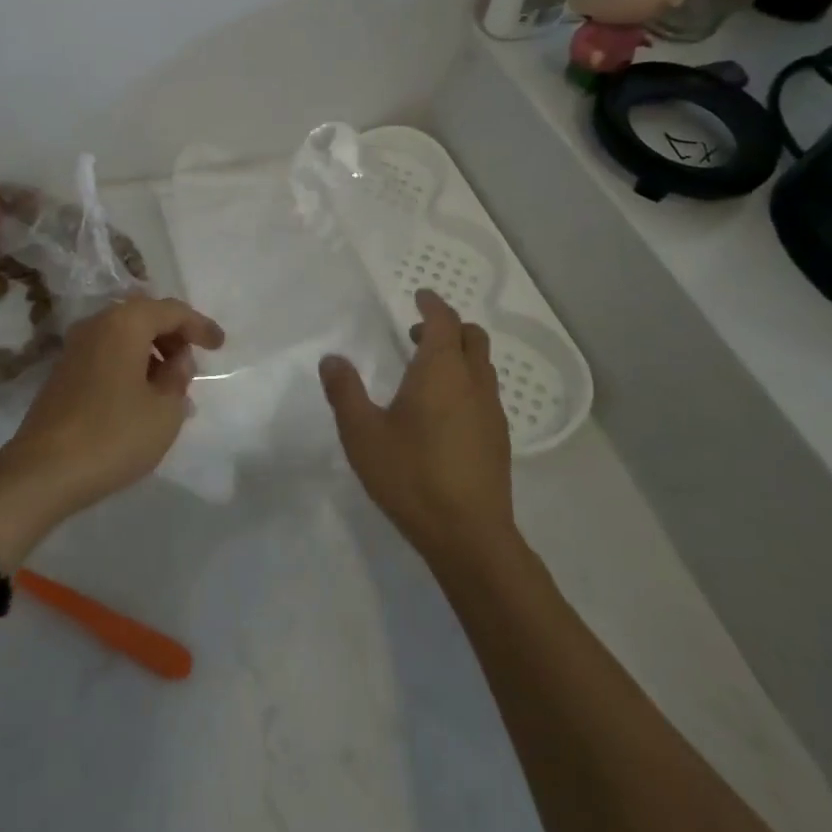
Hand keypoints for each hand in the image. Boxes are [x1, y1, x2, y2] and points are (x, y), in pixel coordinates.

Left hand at [0, 296, 223, 564]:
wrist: (42, 472)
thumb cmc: (113, 435)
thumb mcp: (164, 411)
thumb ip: (178, 377)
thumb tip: (175, 360)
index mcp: (125, 323)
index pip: (171, 311)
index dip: (199, 325)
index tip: (220, 345)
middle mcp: (97, 324)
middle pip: (144, 316)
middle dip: (172, 334)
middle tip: (192, 362)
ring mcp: (75, 348)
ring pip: (123, 335)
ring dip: (150, 351)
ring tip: (170, 384)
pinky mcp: (62, 372)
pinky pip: (106, 353)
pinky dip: (129, 364)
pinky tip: (141, 395)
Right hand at [318, 291, 519, 565]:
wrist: (468, 536)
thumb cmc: (411, 476)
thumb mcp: (362, 433)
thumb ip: (345, 391)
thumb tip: (332, 359)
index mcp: (442, 371)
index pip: (444, 322)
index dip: (433, 305)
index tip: (420, 295)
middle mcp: (473, 383)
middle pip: (473, 338)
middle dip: (449, 327)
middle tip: (416, 334)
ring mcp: (492, 412)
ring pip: (482, 366)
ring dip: (459, 355)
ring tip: (426, 372)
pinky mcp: (499, 439)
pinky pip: (484, 393)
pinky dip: (466, 382)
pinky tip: (443, 412)